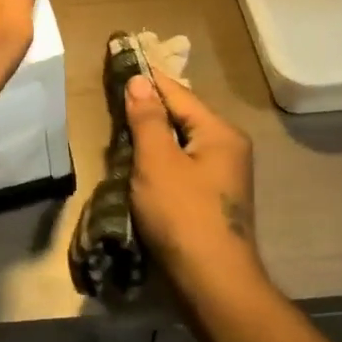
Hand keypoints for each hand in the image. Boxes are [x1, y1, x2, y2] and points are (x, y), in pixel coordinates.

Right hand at [124, 69, 265, 294]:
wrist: (212, 281)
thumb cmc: (183, 215)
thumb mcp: (157, 162)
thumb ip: (147, 120)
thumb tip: (139, 82)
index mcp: (220, 133)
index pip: (178, 94)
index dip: (148, 79)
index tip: (122, 60)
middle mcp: (228, 148)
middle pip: (182, 117)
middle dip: (148, 110)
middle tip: (113, 99)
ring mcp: (222, 176)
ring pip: (179, 143)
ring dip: (151, 138)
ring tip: (119, 129)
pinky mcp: (211, 198)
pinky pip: (181, 165)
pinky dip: (159, 161)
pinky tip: (138, 165)